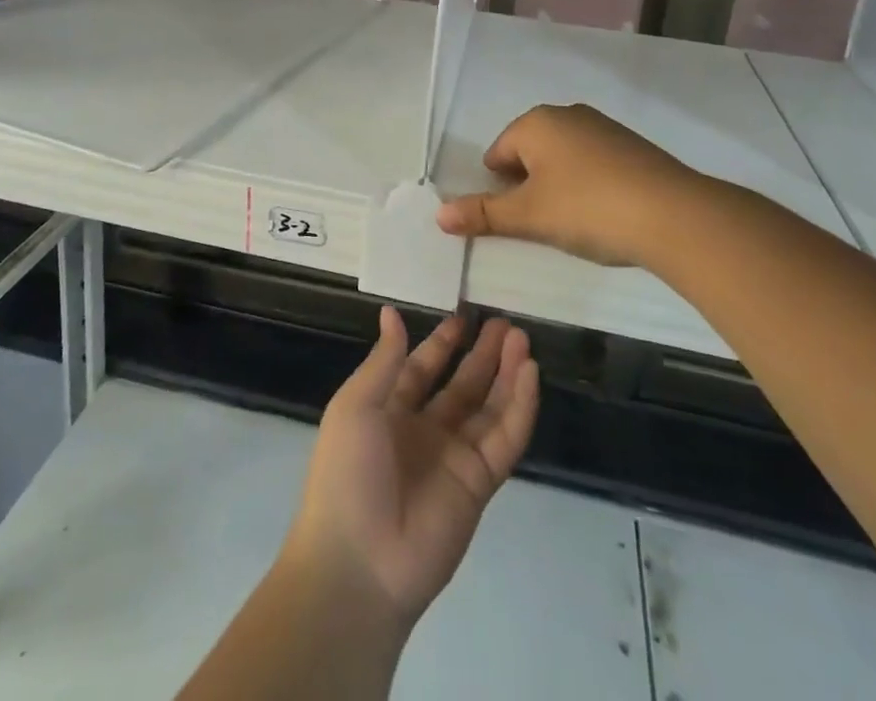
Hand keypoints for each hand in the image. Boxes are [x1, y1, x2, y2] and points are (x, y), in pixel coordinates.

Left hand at [284, 307, 539, 629]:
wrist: (359, 563)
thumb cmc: (347, 473)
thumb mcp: (355, 405)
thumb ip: (383, 360)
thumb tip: (391, 312)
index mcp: (390, 411)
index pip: (422, 368)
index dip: (443, 344)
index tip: (464, 317)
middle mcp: (424, 431)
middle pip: (462, 385)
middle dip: (483, 354)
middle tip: (506, 323)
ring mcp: (454, 458)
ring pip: (489, 407)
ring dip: (506, 373)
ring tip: (523, 340)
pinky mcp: (480, 484)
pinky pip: (504, 438)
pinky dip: (519, 406)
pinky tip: (529, 373)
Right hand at [436, 102, 716, 266]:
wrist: (674, 214)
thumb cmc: (588, 208)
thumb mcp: (529, 216)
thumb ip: (482, 213)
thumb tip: (438, 215)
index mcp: (536, 123)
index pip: (497, 153)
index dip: (499, 188)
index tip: (516, 219)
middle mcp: (567, 114)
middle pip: (529, 152)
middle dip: (528, 186)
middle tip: (542, 223)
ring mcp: (603, 127)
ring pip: (562, 157)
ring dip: (558, 185)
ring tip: (573, 222)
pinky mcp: (632, 146)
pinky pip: (593, 162)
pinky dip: (589, 184)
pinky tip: (603, 213)